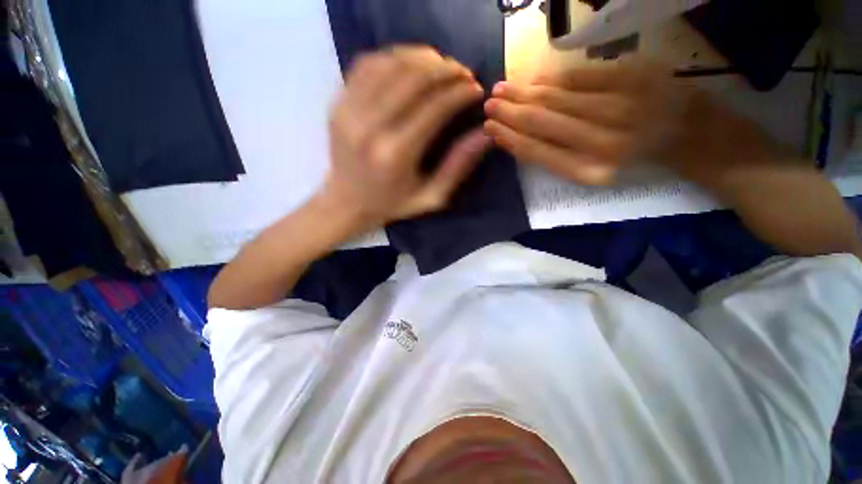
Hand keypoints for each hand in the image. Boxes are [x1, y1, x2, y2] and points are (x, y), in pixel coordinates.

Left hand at [322, 46, 490, 228]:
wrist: (346, 203)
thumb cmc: (392, 204)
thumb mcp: (430, 197)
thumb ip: (457, 167)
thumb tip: (485, 134)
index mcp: (396, 155)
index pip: (434, 108)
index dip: (460, 93)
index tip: (476, 89)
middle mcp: (370, 127)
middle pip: (412, 78)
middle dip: (445, 69)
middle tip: (463, 72)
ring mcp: (349, 111)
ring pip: (390, 64)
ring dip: (421, 57)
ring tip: (441, 64)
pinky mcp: (338, 103)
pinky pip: (366, 65)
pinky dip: (393, 57)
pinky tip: (410, 64)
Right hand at [483, 61, 779, 185]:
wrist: (695, 138)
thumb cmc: (639, 164)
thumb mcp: (594, 173)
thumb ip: (557, 157)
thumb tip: (521, 137)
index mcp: (588, 171)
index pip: (536, 151)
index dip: (509, 138)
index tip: (490, 128)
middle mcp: (600, 142)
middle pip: (541, 122)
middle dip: (509, 113)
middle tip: (489, 104)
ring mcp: (619, 106)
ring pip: (556, 97)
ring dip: (523, 92)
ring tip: (502, 88)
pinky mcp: (634, 77)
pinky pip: (581, 76)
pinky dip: (552, 77)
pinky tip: (532, 78)